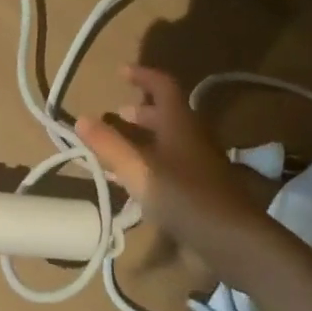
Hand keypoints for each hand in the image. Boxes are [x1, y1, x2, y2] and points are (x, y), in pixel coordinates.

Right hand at [77, 65, 276, 270]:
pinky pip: (172, 165)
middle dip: (141, 112)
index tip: (121, 72)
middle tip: (117, 115)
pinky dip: (151, 164)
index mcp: (180, 124)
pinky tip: (135, 183)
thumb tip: (81, 119)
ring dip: (145, 139)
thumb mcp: (137, 170)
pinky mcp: (201, 189)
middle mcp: (192, 138)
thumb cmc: (182, 196)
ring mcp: (200, 164)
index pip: (163, 86)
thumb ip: (108, 145)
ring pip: (169, 141)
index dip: (143, 76)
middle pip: (168, 115)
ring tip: (119, 148)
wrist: (230, 238)